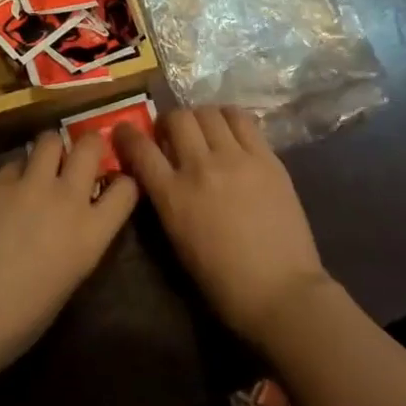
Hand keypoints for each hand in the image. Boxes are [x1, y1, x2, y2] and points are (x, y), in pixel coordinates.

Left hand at [0, 131, 137, 372]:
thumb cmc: (22, 319)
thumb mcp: (69, 279)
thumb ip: (79, 239)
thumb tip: (75, 220)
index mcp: (92, 233)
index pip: (126, 188)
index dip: (121, 182)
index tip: (112, 184)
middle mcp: (68, 198)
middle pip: (90, 146)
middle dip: (89, 145)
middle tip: (80, 157)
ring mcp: (31, 185)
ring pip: (50, 139)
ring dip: (51, 150)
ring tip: (43, 165)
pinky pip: (16, 162)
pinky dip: (17, 172)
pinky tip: (8, 191)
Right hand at [116, 106, 330, 347]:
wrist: (281, 292)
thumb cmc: (224, 283)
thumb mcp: (178, 242)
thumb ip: (167, 200)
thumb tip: (162, 173)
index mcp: (174, 196)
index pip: (141, 150)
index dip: (127, 135)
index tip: (124, 131)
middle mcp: (201, 167)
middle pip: (176, 119)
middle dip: (168, 122)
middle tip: (172, 134)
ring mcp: (235, 158)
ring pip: (207, 112)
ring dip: (198, 118)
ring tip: (203, 130)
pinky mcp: (266, 156)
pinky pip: (241, 118)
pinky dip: (228, 117)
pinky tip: (229, 129)